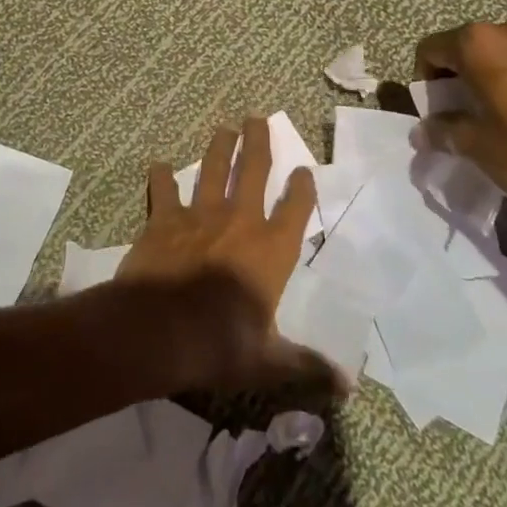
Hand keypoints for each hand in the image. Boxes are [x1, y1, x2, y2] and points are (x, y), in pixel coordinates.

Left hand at [114, 116, 339, 395]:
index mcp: (271, 250)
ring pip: (212, 170)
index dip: (302, 188)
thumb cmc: (220, 344)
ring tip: (224, 128)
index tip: (304, 170)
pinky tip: (159, 165)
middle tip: (257, 119)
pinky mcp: (164, 220)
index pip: (295, 210)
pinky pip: (164, 191)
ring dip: (219, 147)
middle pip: (253, 171)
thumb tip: (348, 387)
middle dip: (257, 143)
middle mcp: (239, 222)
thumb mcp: (268, 360)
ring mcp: (200, 216)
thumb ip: (306, 365)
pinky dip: (161, 178)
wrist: (158, 330)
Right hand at [414, 20, 506, 207]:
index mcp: (477, 43)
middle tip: (459, 119)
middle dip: (452, 81)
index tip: (436, 114)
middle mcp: (504, 29)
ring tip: (490, 119)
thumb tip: (423, 132)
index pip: (428, 50)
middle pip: (459, 49)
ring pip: (489, 56)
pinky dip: (506, 82)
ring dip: (479, 81)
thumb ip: (443, 132)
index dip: (424, 83)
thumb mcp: (477, 146)